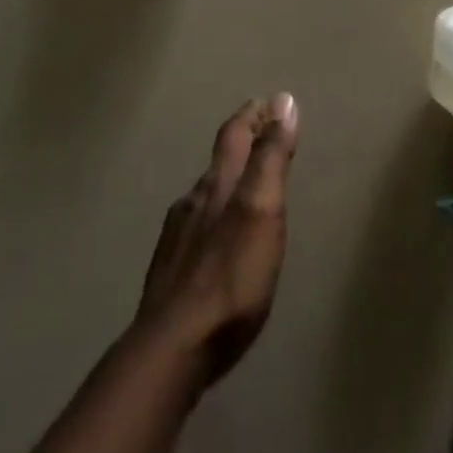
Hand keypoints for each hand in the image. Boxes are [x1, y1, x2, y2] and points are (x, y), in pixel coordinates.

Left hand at [136, 94, 299, 388]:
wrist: (171, 351)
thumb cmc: (229, 277)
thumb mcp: (262, 210)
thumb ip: (271, 158)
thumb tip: (282, 101)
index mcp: (217, 185)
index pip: (234, 135)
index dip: (251, 116)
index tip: (267, 102)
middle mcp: (192, 203)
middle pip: (217, 164)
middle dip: (239, 148)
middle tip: (259, 139)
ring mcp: (176, 241)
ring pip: (203, 199)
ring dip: (224, 186)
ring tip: (242, 191)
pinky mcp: (169, 276)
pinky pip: (194, 232)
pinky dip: (211, 221)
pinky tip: (215, 244)